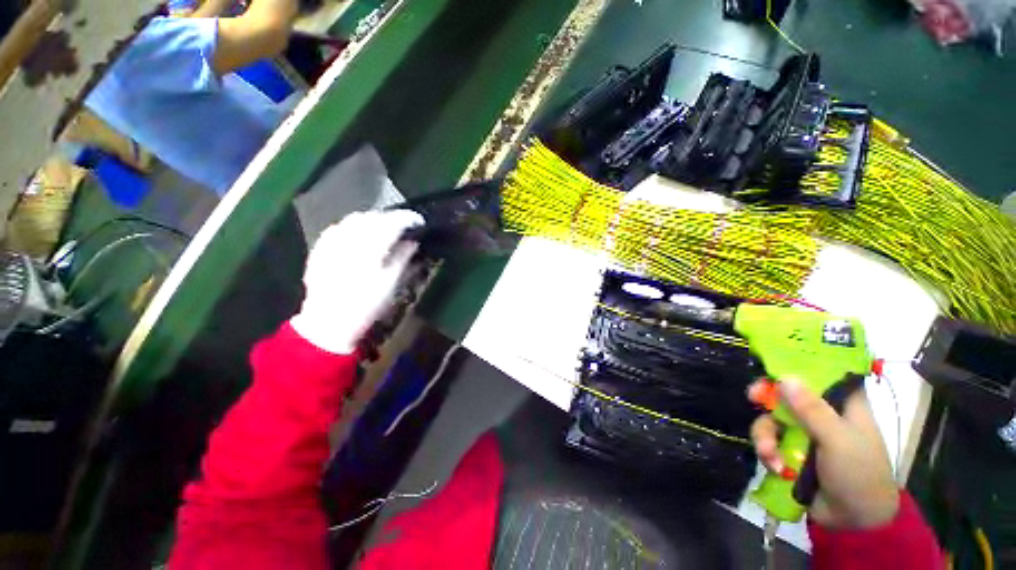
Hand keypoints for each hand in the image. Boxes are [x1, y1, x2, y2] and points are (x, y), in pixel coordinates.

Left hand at [290, 210, 422, 354]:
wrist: (329, 320)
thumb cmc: (366, 304)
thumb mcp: (391, 283)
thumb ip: (402, 258)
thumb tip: (413, 242)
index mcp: (370, 250)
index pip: (391, 224)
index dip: (407, 219)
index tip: (418, 220)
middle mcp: (349, 240)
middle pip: (373, 217)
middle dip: (390, 218)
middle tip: (403, 226)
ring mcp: (331, 242)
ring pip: (354, 219)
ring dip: (373, 219)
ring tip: (383, 229)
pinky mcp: (320, 248)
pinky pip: (339, 227)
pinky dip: (353, 226)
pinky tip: (359, 235)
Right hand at [748, 379, 899, 528]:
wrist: (853, 521)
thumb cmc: (858, 473)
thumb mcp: (838, 440)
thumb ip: (812, 410)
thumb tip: (785, 377)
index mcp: (843, 405)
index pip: (820, 373)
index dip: (796, 365)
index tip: (772, 365)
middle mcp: (822, 413)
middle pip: (787, 393)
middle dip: (767, 397)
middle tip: (753, 398)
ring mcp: (804, 432)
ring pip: (772, 418)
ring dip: (765, 435)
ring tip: (769, 455)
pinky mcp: (791, 450)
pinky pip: (769, 439)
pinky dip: (767, 451)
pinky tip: (773, 465)